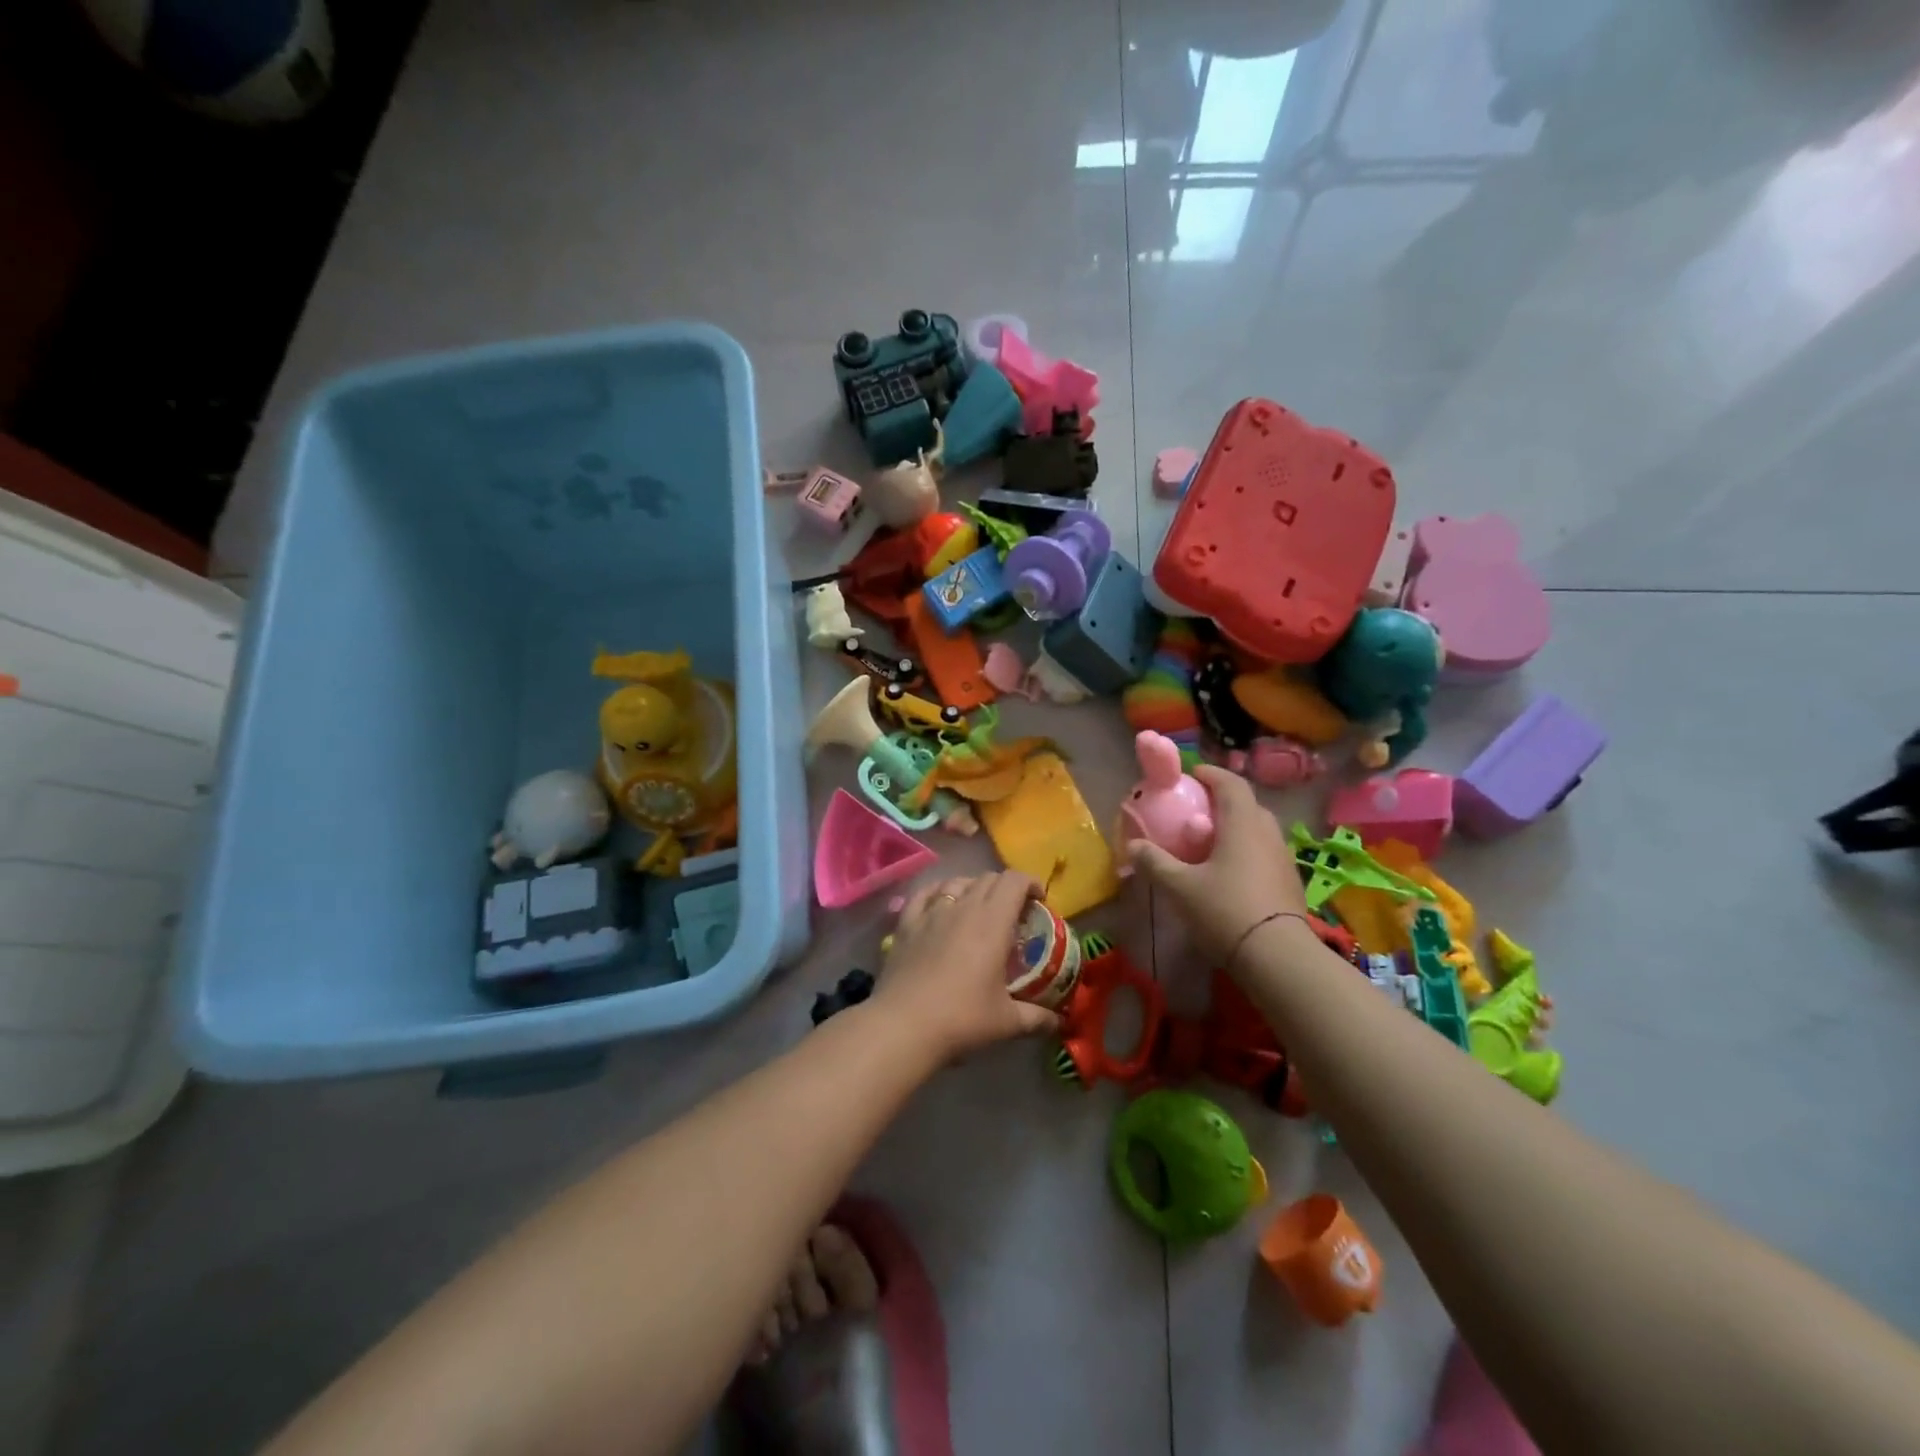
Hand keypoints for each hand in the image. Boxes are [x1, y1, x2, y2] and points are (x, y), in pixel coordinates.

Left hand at [872, 872, 1060, 1061]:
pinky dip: (938, 891)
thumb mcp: (1007, 1022)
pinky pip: (925, 894)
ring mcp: (931, 913)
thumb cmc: (961, 1018)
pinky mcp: (906, 924)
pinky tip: (940, 902)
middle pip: (988, 878)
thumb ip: (1036, 1018)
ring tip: (979, 908)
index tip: (1039, 901)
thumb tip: (1058, 1021)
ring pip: (957, 882)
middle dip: (1006, 888)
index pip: (1014, 881)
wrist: (903, 1026)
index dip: (1031, 883)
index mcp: (992, 922)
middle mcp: (962, 907)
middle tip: (1014, 913)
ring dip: (974, 888)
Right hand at [1128, 765, 1308, 964]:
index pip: (1231, 783)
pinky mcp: (1289, 882)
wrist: (1278, 957)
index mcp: (1242, 823)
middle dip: (1223, 802)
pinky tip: (1231, 874)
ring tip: (1212, 843)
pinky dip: (1247, 851)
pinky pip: (1265, 853)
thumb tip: (1132, 845)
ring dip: (1236, 828)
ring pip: (1258, 830)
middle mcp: (1267, 833)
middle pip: (1247, 805)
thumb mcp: (1179, 886)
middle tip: (1199, 811)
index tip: (1193, 775)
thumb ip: (1154, 862)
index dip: (1211, 774)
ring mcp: (1283, 858)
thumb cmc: (1225, 910)